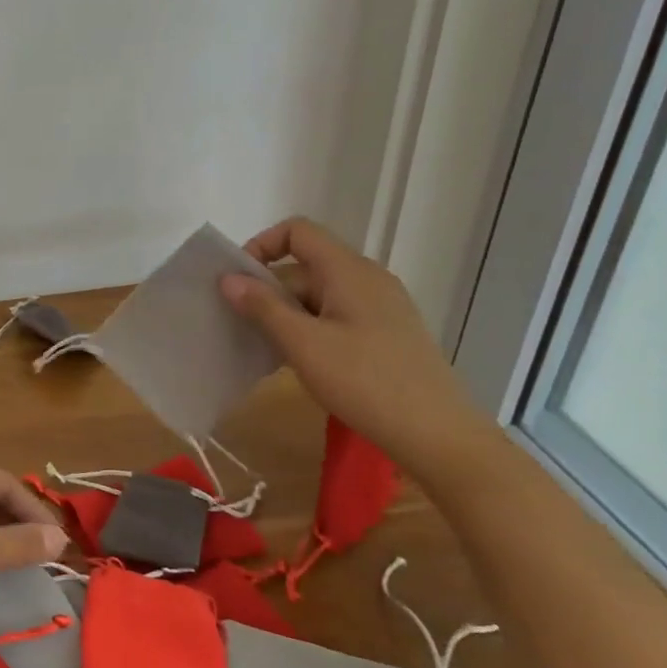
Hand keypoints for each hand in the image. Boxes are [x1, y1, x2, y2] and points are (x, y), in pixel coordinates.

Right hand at [220, 217, 497, 473]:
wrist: (438, 436)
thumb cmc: (365, 382)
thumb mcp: (303, 344)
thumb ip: (263, 307)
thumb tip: (228, 278)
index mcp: (348, 271)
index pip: (298, 231)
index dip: (262, 246)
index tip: (239, 282)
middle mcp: (367, 279)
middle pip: (305, 265)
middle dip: (269, 289)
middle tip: (243, 326)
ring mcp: (380, 307)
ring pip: (318, 294)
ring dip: (286, 313)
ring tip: (266, 347)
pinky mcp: (386, 333)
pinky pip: (335, 315)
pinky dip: (309, 328)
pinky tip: (299, 361)